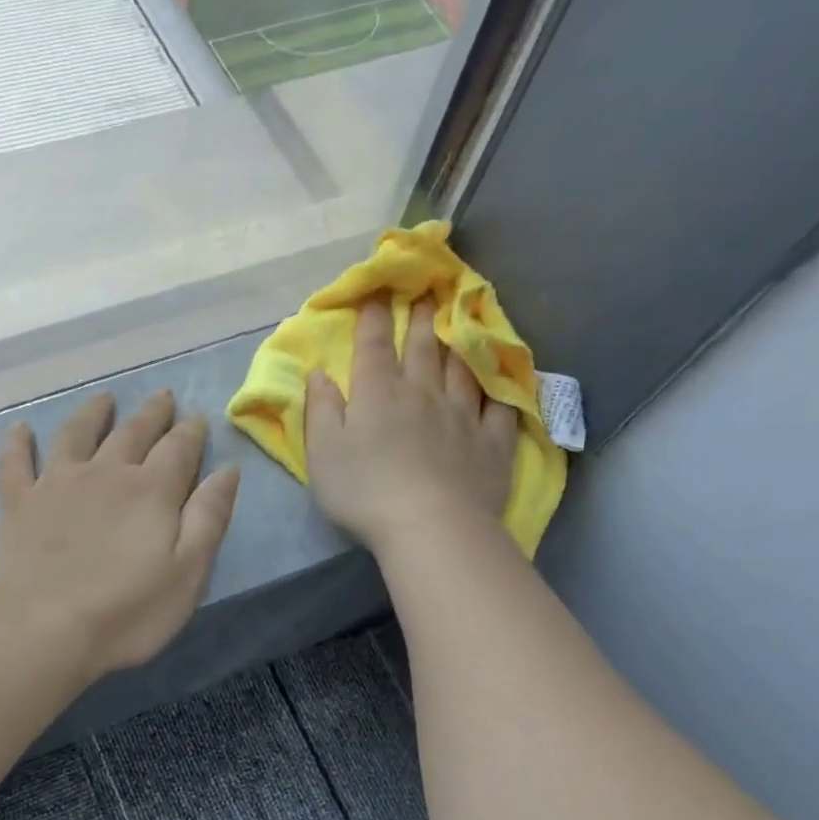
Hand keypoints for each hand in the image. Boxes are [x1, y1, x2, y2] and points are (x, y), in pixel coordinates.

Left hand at [0, 389, 240, 681]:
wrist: (43, 630)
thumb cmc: (126, 612)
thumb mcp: (187, 573)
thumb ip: (208, 518)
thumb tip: (227, 470)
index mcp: (151, 491)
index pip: (178, 449)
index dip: (191, 432)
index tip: (198, 417)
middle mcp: (105, 473)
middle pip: (132, 432)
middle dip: (152, 413)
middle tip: (163, 396)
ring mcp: (57, 484)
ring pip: (76, 434)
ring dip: (93, 413)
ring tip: (105, 398)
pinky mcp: (19, 504)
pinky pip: (16, 462)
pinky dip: (18, 443)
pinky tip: (21, 429)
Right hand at [306, 300, 518, 560]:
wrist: (430, 526)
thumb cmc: (364, 491)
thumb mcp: (323, 453)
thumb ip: (320, 410)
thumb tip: (319, 373)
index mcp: (378, 394)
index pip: (374, 346)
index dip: (374, 318)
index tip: (378, 293)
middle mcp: (423, 393)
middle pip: (423, 348)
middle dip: (421, 319)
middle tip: (427, 295)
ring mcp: (463, 414)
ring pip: (462, 368)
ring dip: (458, 343)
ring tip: (460, 322)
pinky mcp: (492, 441)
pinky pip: (499, 406)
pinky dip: (498, 388)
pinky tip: (499, 379)